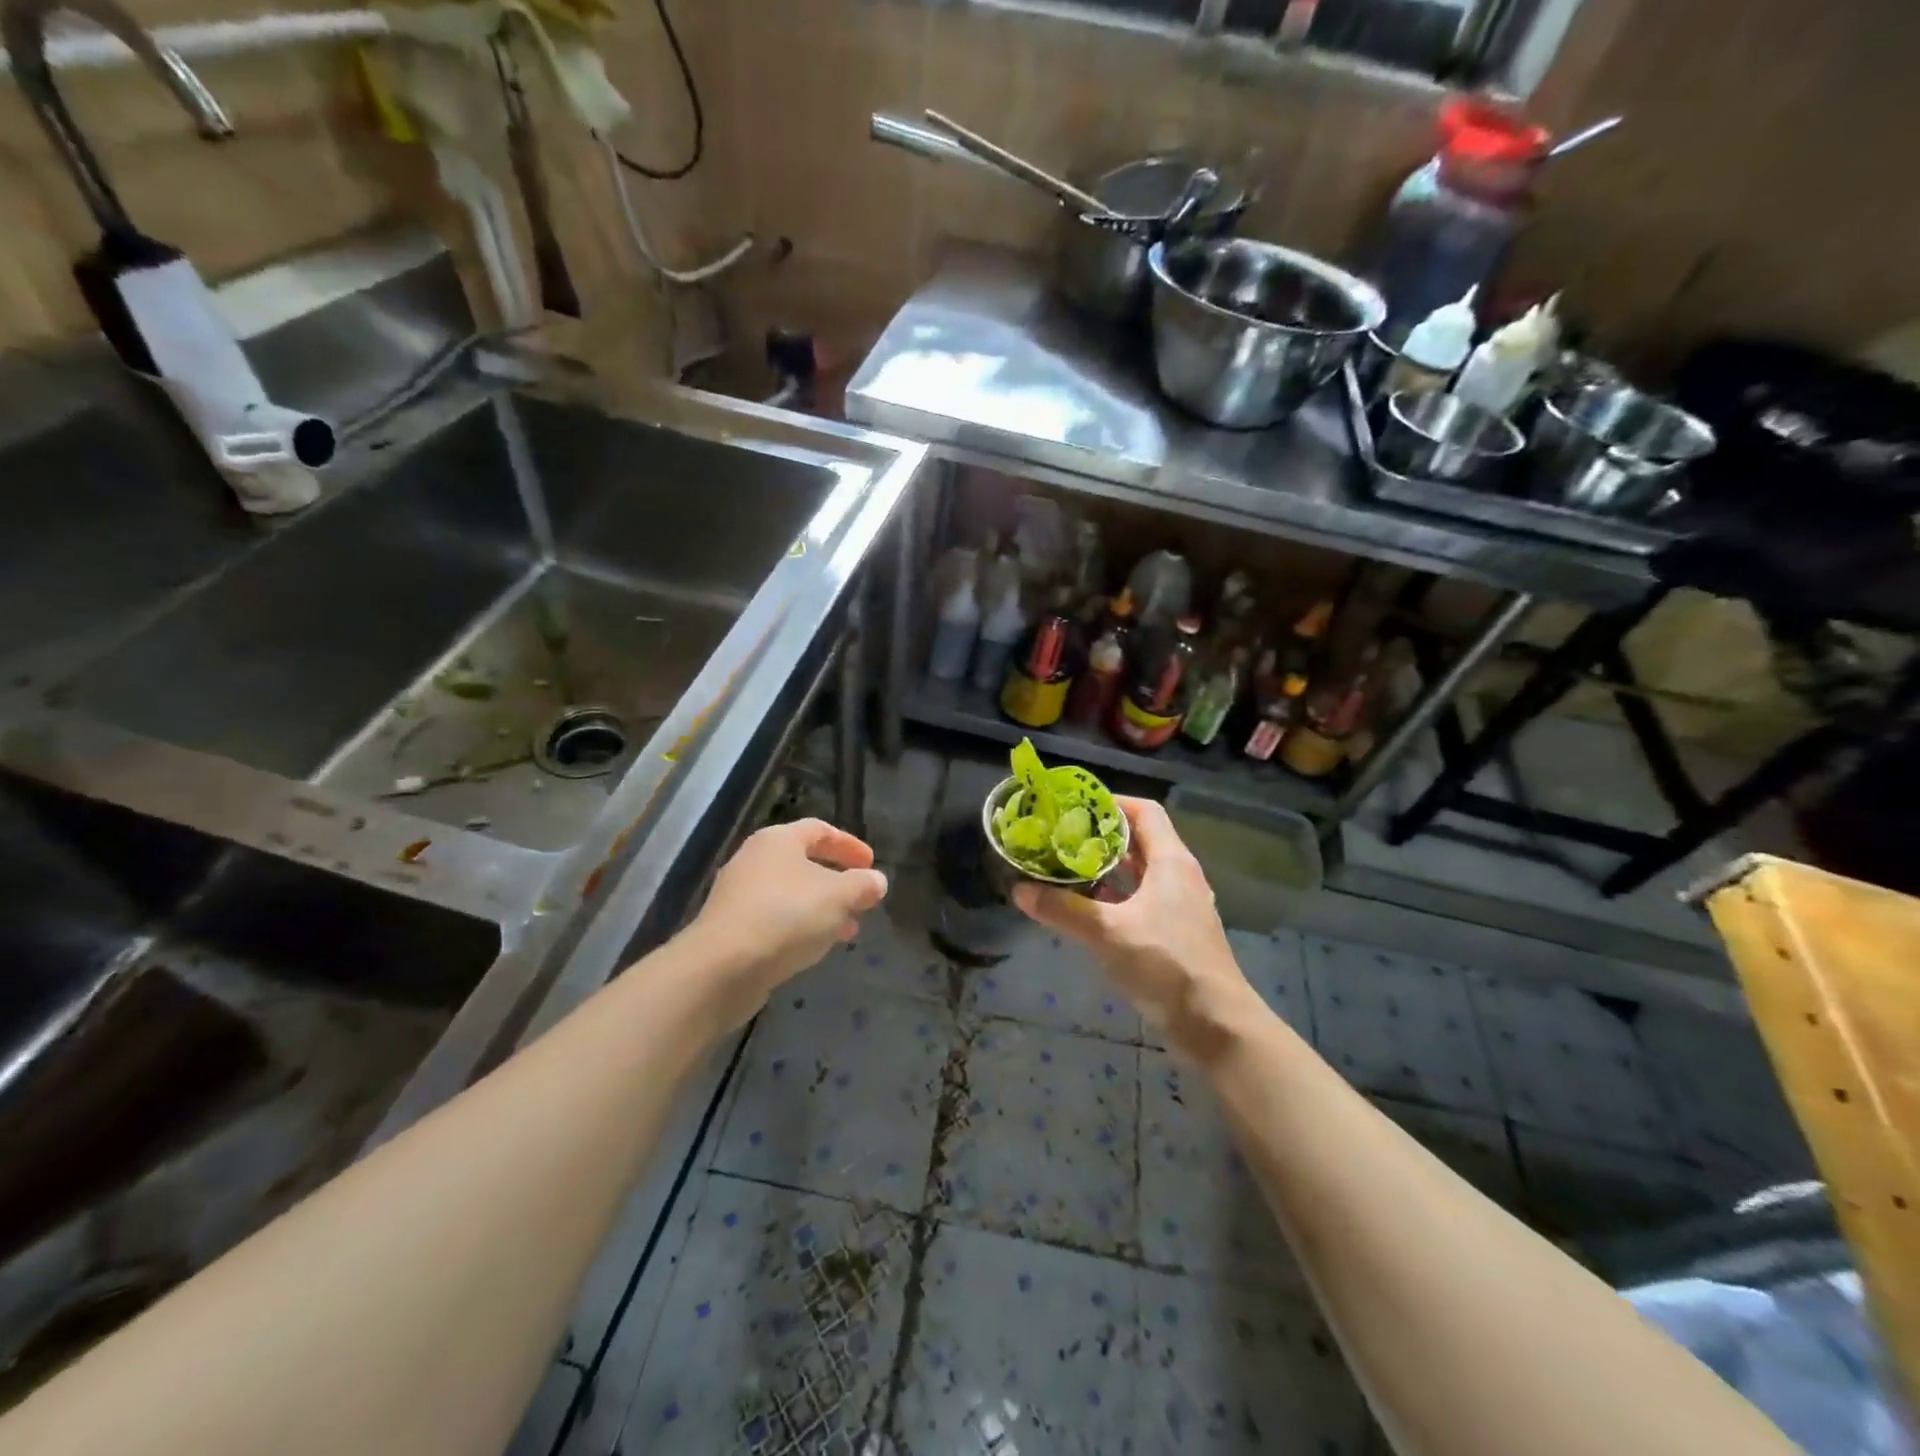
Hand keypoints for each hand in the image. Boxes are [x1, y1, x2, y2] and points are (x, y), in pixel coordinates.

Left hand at [690, 819, 888, 1026]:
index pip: (819, 830)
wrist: (723, 967)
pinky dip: (801, 926)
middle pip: (803, 862)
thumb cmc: (786, 916)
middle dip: (837, 881)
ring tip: (848, 929)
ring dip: (822, 908)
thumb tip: (877, 880)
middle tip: (862, 898)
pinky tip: (817, 947)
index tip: (871, 864)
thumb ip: (862, 885)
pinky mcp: (732, 928)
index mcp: (778, 840)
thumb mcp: (838, 897)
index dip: (849, 845)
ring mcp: (739, 895)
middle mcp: (754, 860)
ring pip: (791, 894)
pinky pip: (775, 919)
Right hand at [1012, 797, 1256, 1058]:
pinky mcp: (1177, 932)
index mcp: (1171, 862)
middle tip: (1061, 837)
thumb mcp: (1107, 933)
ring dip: (1107, 867)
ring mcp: (1181, 905)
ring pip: (1140, 872)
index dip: (1111, 803)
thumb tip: (1019, 890)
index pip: (1144, 812)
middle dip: (1101, 835)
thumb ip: (1063, 909)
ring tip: (1067, 867)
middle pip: (1140, 840)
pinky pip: (1143, 899)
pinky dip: (1116, 896)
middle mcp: (1180, 876)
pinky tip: (1089, 908)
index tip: (1074, 806)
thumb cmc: (1166, 964)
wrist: (1215, 1024)